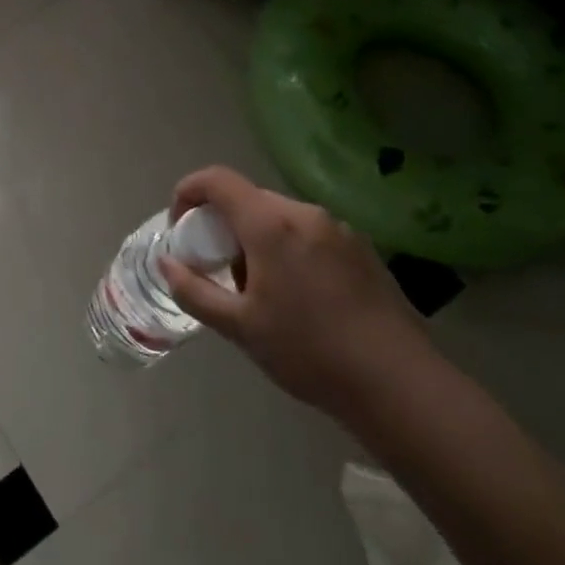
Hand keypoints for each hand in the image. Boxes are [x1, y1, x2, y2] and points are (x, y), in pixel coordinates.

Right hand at [160, 166, 432, 418]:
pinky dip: (288, 248)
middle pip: (249, 199)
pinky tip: (298, 296)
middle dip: (223, 225)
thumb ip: (194, 289)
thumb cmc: (308, 351)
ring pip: (280, 217)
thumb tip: (166, 262)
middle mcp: (305, 212)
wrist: (398, 383)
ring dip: (257, 239)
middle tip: (218, 268)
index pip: (217, 180)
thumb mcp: (239, 326)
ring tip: (259, 289)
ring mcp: (338, 229)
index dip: (188, 192)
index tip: (180, 227)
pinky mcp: (362, 249)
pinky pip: (309, 233)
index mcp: (271, 223)